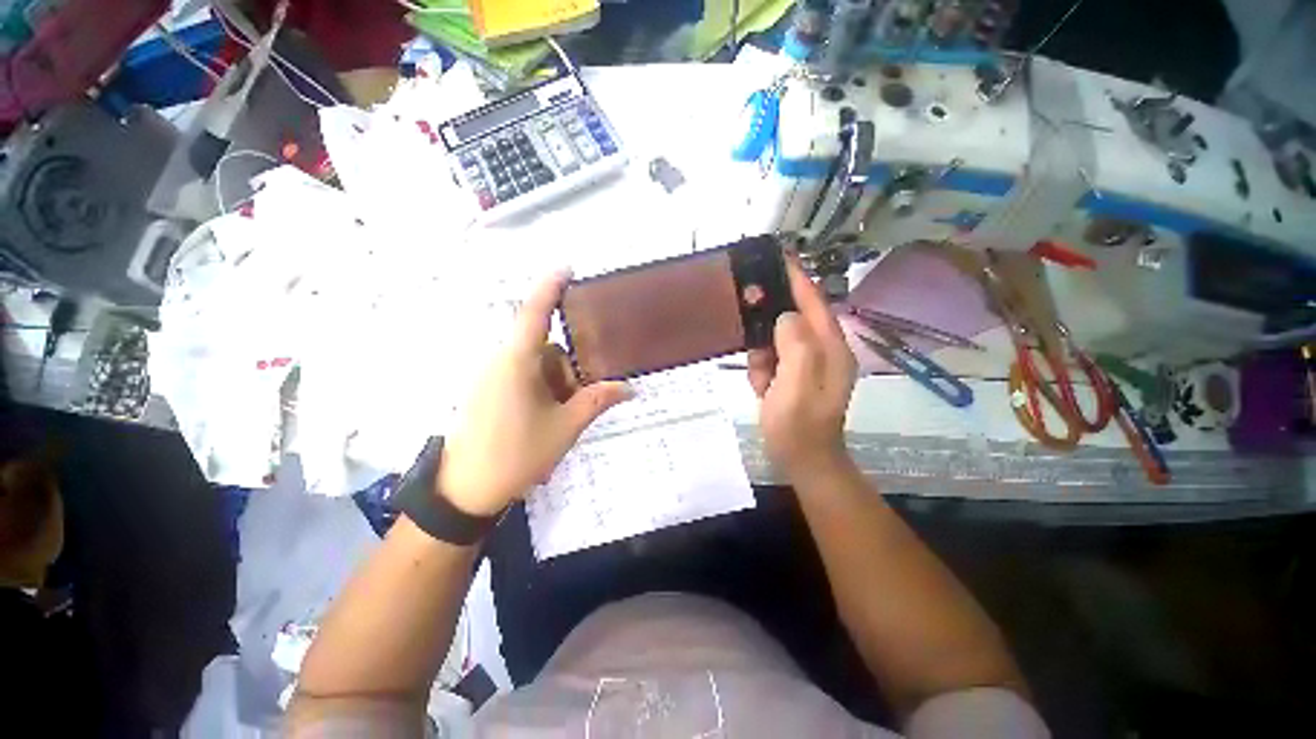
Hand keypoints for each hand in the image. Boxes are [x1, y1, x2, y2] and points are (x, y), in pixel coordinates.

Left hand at [438, 272, 632, 515]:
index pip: (535, 312)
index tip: (568, 268)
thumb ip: (598, 401)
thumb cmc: (516, 454)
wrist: (465, 491)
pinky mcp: (488, 392)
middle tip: (581, 398)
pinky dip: (542, 391)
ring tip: (562, 418)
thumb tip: (630, 388)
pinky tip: (547, 419)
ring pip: (536, 367)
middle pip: (546, 349)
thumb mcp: (565, 426)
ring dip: (557, 384)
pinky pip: (523, 378)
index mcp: (516, 362)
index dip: (551, 287)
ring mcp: (491, 378)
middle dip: (569, 370)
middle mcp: (500, 362)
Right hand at [747, 253, 857, 479]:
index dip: (796, 277)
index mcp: (830, 347)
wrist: (803, 461)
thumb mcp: (797, 384)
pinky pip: (772, 358)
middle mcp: (823, 349)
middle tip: (754, 342)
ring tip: (762, 380)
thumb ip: (796, 344)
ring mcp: (807, 363)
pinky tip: (762, 388)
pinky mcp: (794, 374)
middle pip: (792, 318)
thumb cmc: (799, 426)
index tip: (777, 255)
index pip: (814, 301)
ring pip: (776, 339)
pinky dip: (762, 370)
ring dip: (763, 356)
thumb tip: (785, 315)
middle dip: (768, 329)